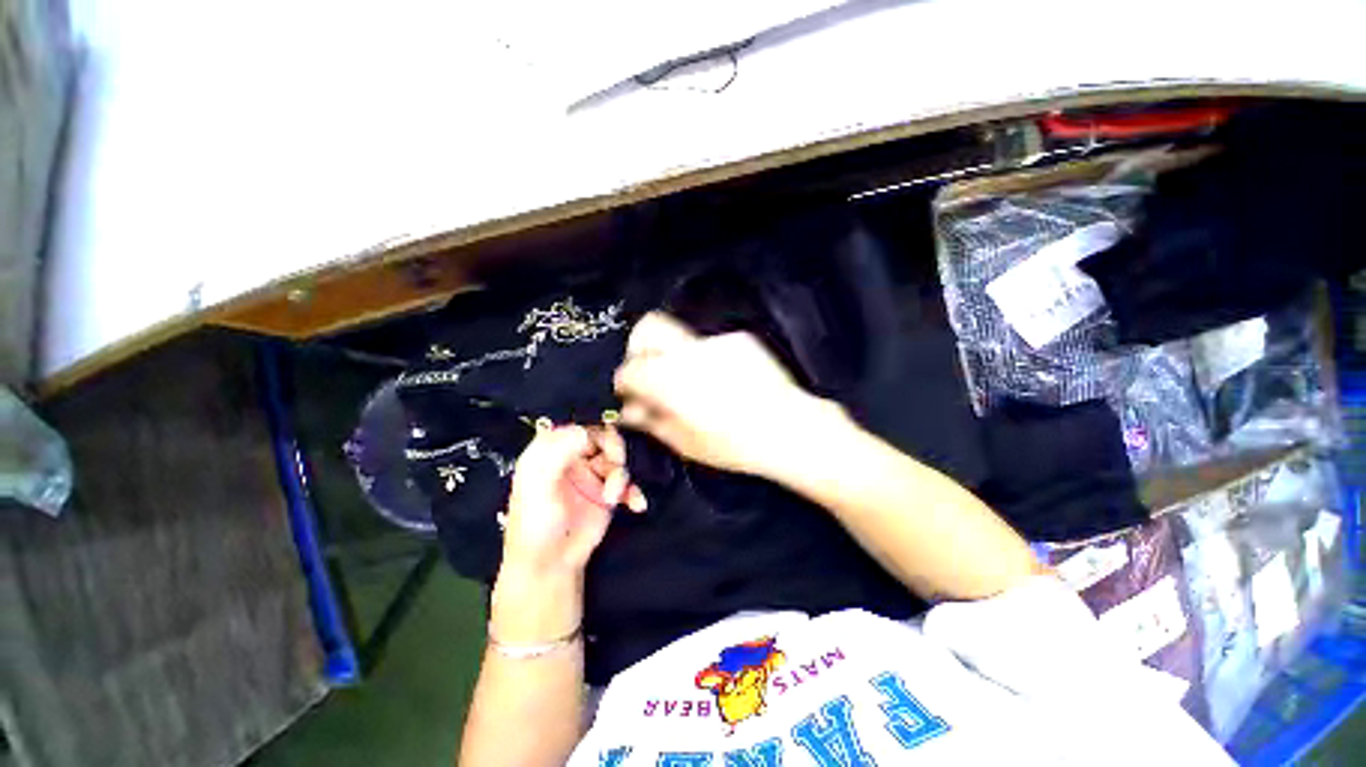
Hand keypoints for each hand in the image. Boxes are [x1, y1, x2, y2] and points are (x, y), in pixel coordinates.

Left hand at [501, 424, 645, 578]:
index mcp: (552, 451)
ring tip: (613, 497)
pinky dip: (634, 491)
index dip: (594, 428)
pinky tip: (636, 504)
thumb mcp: (537, 485)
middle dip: (614, 448)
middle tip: (615, 462)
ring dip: (621, 476)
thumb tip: (585, 430)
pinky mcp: (608, 494)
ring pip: (617, 461)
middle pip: (603, 438)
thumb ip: (557, 453)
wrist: (550, 566)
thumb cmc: (536, 524)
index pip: (577, 426)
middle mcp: (574, 459)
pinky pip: (628, 483)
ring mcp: (593, 476)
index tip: (603, 441)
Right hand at [613, 312, 837, 475]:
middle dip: (638, 346)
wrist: (790, 428)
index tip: (629, 392)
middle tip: (647, 371)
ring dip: (674, 355)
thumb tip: (629, 411)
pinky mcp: (740, 339)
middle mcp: (689, 351)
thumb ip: (651, 420)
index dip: (624, 381)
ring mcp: (717, 340)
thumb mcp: (686, 442)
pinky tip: (720, 380)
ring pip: (680, 336)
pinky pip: (710, 344)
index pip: (630, 368)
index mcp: (670, 379)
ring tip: (691, 382)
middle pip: (648, 326)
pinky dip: (704, 358)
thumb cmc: (734, 445)